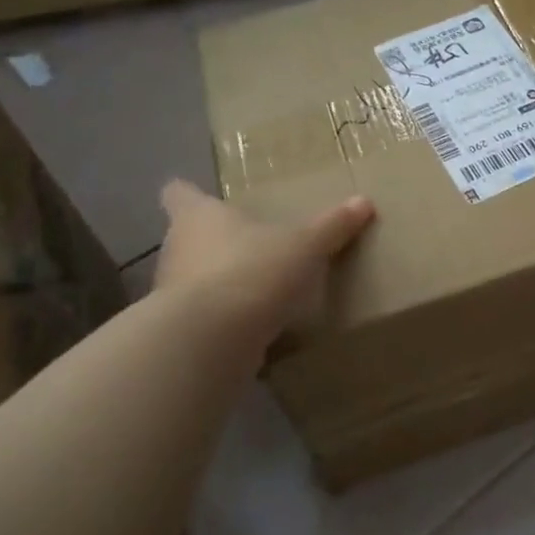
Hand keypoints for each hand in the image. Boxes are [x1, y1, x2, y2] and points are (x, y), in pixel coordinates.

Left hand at [152, 181, 374, 346]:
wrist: (211, 341)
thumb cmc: (253, 272)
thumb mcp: (304, 246)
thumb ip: (332, 226)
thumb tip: (363, 201)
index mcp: (198, 216)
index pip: (179, 193)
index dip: (190, 194)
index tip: (205, 198)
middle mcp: (176, 248)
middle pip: (187, 237)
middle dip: (214, 242)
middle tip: (249, 244)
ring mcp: (171, 292)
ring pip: (193, 278)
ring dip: (218, 282)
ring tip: (255, 288)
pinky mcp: (179, 330)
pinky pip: (203, 317)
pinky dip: (222, 319)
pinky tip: (251, 327)